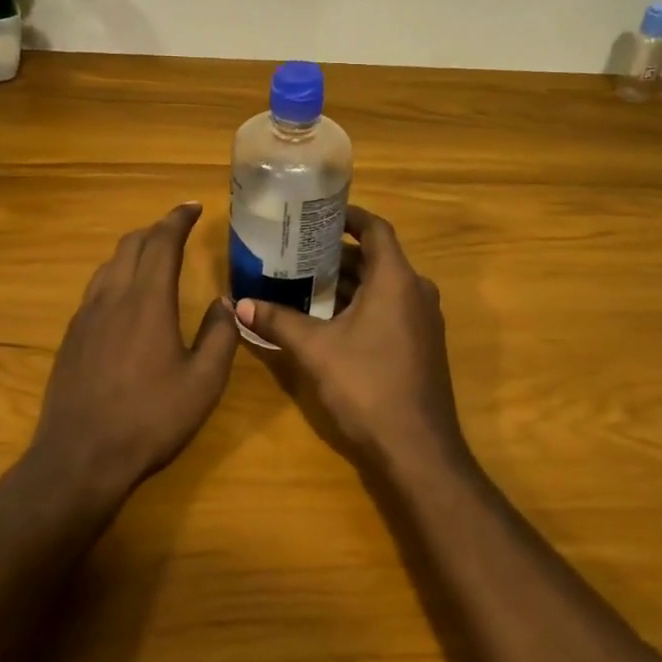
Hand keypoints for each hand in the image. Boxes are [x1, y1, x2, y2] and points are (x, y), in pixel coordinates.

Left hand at [29, 203, 239, 498]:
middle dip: (156, 230)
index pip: (161, 242)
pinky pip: (95, 289)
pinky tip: (125, 298)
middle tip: (177, 229)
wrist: (80, 458)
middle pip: (131, 245)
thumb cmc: (150, 419)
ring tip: (153, 256)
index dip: (177, 219)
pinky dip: (116, 276)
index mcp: (147, 300)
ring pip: (108, 265)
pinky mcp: (71, 337)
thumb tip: (224, 301)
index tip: (192, 206)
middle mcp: (113, 297)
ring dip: (133, 250)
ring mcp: (86, 316)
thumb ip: (219, 335)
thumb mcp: (203, 382)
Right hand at [234, 206, 465, 472]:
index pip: (376, 229)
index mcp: (396, 279)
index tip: (319, 213)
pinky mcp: (421, 345)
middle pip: (377, 258)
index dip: (350, 216)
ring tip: (306, 281)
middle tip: (299, 250)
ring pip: (384, 286)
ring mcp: (423, 320)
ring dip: (349, 282)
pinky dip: (362, 305)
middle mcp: (416, 291)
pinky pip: (391, 309)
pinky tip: (329, 319)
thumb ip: (278, 321)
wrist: (418, 448)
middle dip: (339, 253)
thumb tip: (239, 304)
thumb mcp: (315, 350)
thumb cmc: (367, 385)